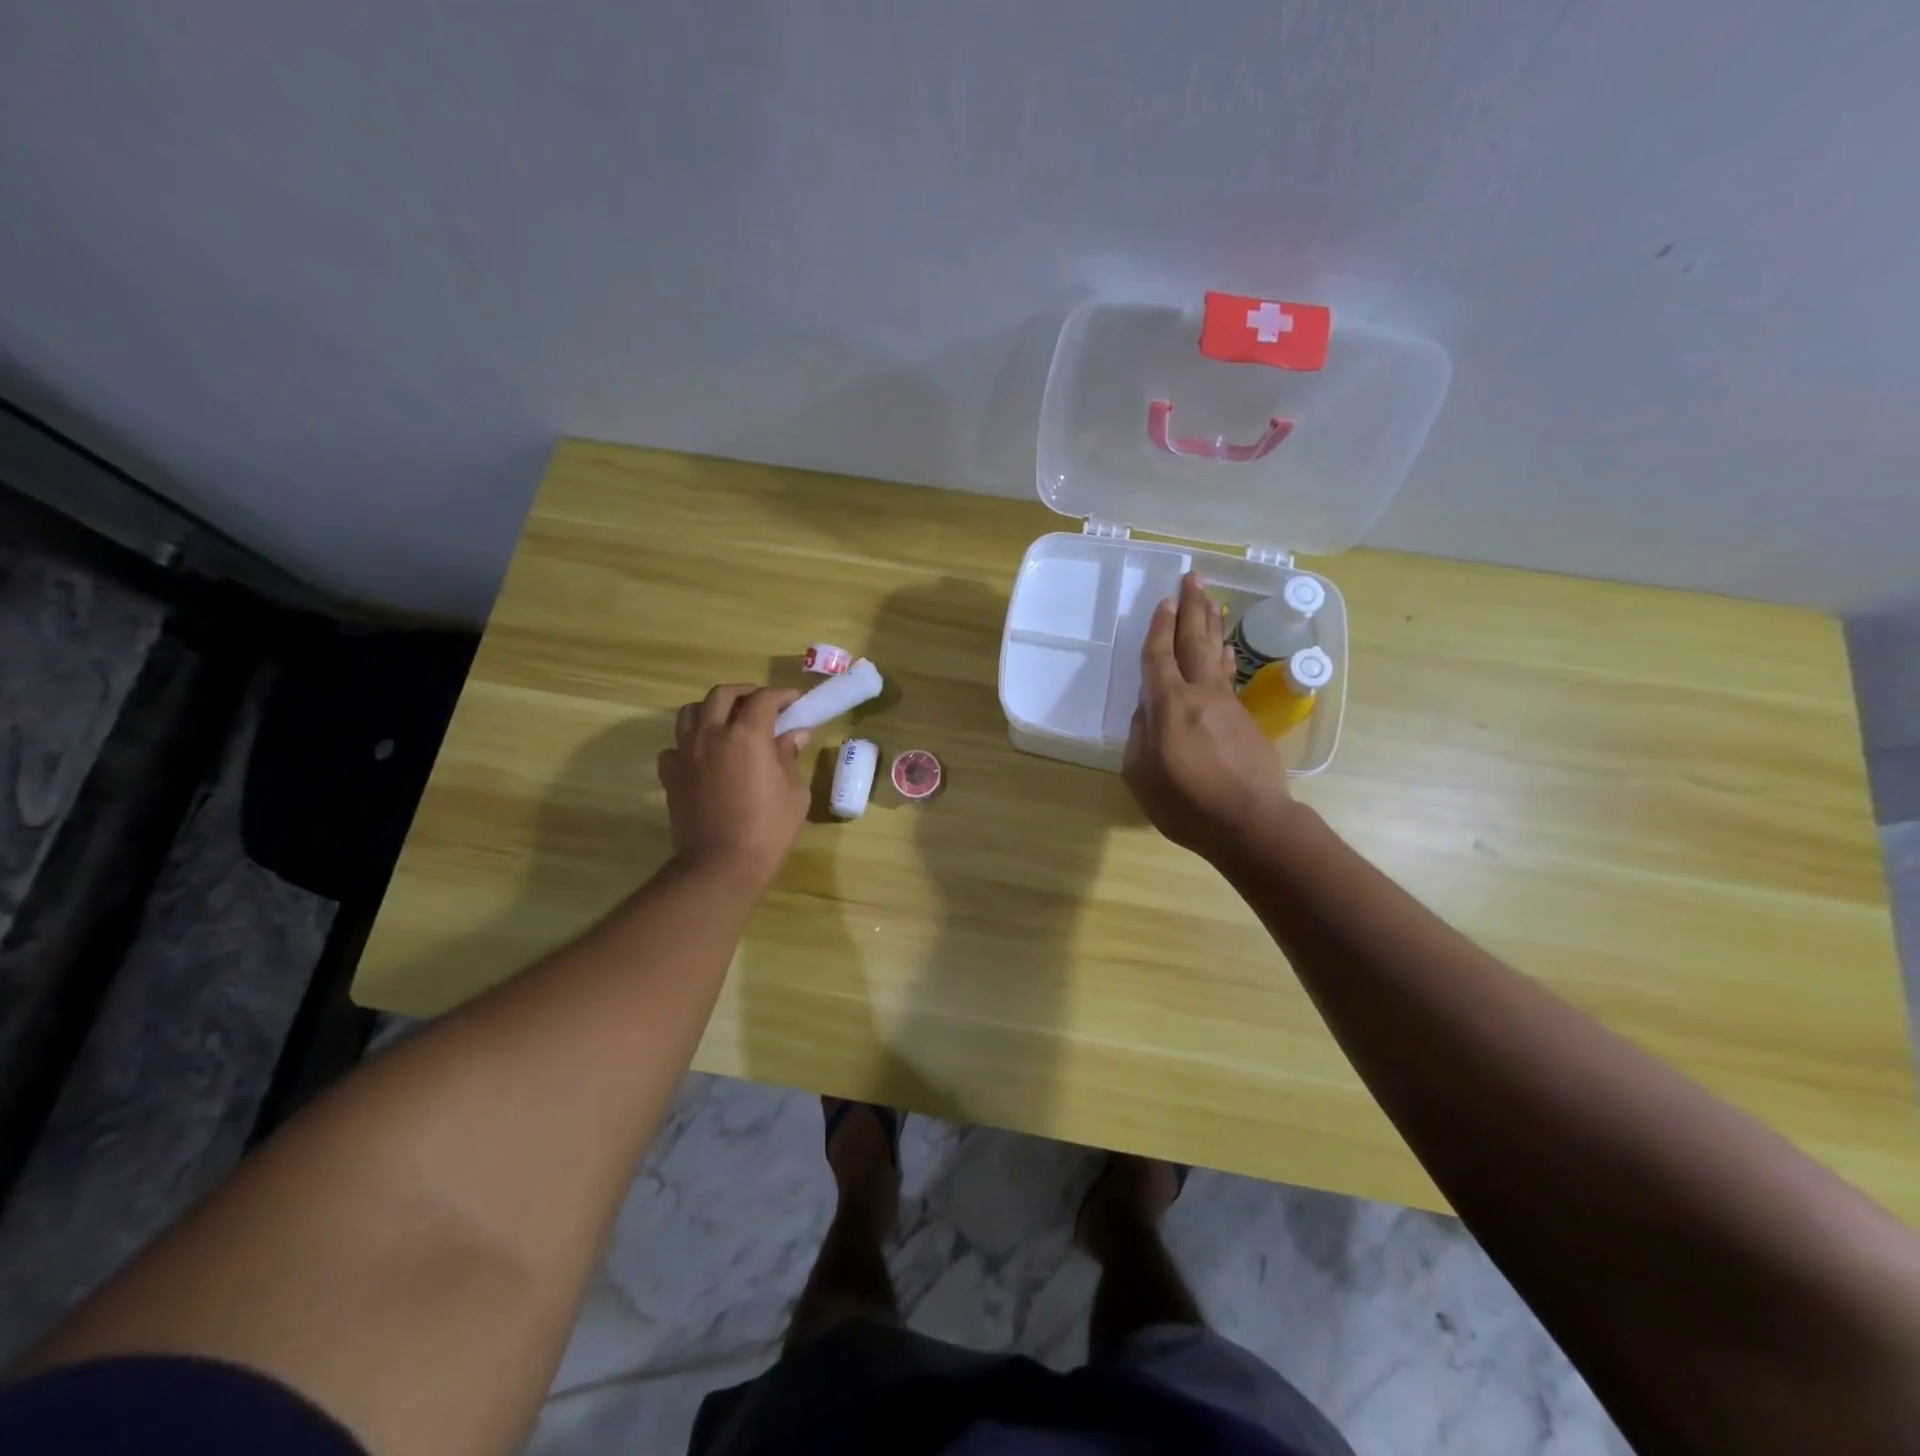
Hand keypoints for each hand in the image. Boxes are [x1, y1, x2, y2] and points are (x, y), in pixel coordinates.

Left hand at [658, 685, 811, 890]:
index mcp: (747, 735)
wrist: (720, 866)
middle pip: (722, 695)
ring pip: (691, 712)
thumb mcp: (794, 792)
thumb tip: (793, 735)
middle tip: (762, 703)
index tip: (796, 700)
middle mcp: (711, 735)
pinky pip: (675, 745)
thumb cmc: (768, 829)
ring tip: (728, 721)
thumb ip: (789, 757)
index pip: (764, 699)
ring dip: (712, 709)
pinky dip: (690, 742)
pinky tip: (704, 755)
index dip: (782, 695)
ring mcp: (685, 753)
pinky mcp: (670, 775)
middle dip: (745, 693)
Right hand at [1123, 572, 1294, 859]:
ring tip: (1210, 599)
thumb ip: (1140, 736)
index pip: (1160, 656)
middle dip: (1192, 607)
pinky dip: (1224, 655)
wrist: (1253, 823)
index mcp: (1170, 705)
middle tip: (1193, 577)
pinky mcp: (1246, 719)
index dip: (1160, 627)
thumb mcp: (1141, 776)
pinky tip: (1224, 648)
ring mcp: (1228, 704)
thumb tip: (1148, 710)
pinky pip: (1229, 675)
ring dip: (1211, 624)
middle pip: (1195, 641)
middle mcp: (1201, 694)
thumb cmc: (1187, 804)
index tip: (1164, 600)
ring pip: (1217, 653)